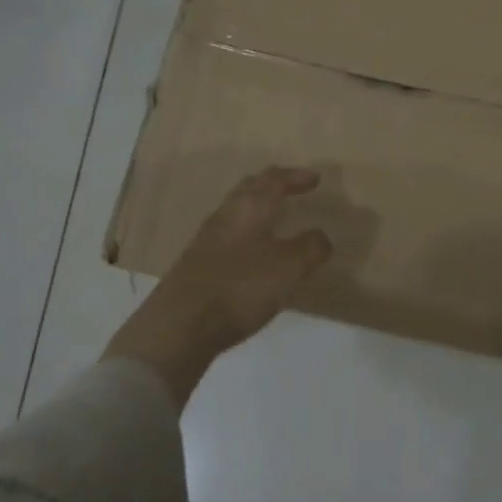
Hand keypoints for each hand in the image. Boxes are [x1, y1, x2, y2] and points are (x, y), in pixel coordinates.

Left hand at [106, 167, 333, 407]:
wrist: (180, 325)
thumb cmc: (240, 287)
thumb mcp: (288, 268)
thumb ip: (310, 248)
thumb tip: (321, 235)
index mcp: (249, 208)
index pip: (274, 180)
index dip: (295, 177)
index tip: (315, 178)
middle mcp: (226, 216)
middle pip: (250, 190)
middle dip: (272, 185)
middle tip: (291, 188)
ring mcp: (208, 240)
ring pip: (237, 212)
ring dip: (258, 209)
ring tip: (276, 219)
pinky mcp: (198, 264)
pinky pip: (229, 237)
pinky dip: (248, 234)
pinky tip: (254, 254)